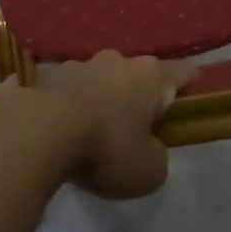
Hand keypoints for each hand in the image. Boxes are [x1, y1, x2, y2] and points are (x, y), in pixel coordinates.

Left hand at [33, 52, 195, 199]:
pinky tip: (58, 127)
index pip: (183, 72)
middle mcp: (116, 61)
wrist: (39, 133)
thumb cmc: (107, 148)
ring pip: (99, 80)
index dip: (190, 85)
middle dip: (139, 95)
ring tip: (93, 130)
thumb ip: (157, 156)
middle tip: (138, 127)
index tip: (191, 99)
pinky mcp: (44, 78)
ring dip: (101, 98)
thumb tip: (147, 147)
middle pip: (138, 74)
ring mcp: (78, 65)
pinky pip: (64, 91)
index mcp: (150, 76)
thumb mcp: (150, 171)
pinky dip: (66, 105)